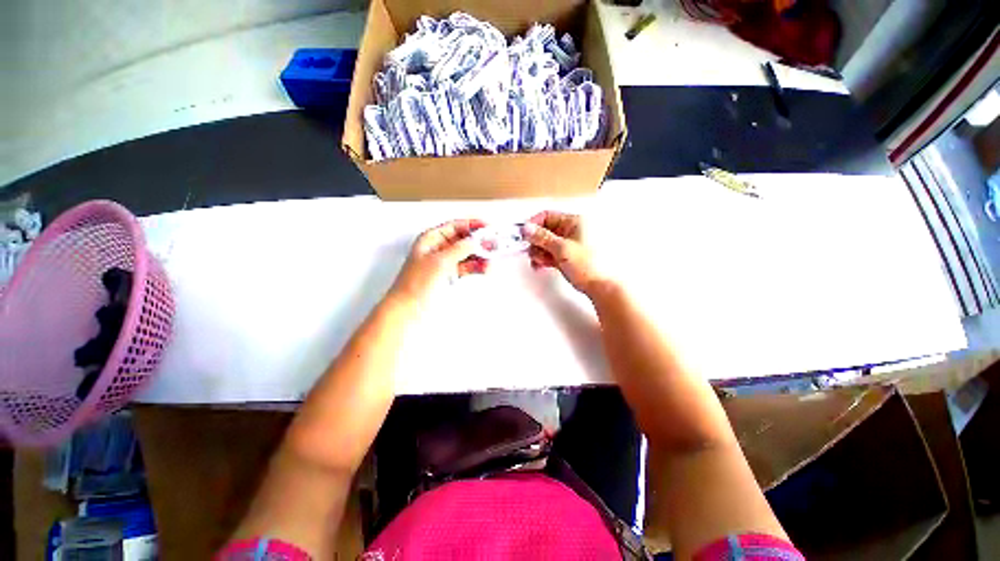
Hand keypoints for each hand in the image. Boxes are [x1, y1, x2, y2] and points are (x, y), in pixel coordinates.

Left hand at [391, 219, 487, 300]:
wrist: (409, 309)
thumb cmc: (415, 284)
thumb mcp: (439, 261)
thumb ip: (459, 248)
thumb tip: (474, 241)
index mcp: (431, 239)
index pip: (455, 225)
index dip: (472, 224)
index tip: (487, 226)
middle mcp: (438, 249)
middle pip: (463, 240)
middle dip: (478, 242)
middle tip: (493, 245)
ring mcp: (444, 263)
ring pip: (467, 254)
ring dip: (479, 256)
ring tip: (490, 260)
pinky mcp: (448, 276)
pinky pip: (466, 267)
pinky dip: (476, 267)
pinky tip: (484, 269)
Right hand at [521, 211, 613, 296]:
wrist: (602, 287)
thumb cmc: (588, 265)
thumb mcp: (562, 249)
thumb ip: (542, 237)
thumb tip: (526, 228)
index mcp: (574, 222)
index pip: (547, 216)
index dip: (533, 225)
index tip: (522, 236)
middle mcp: (572, 230)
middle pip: (545, 231)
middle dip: (535, 242)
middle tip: (531, 252)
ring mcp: (569, 244)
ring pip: (547, 244)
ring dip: (538, 252)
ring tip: (538, 262)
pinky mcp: (568, 256)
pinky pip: (551, 253)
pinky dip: (544, 258)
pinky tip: (540, 266)